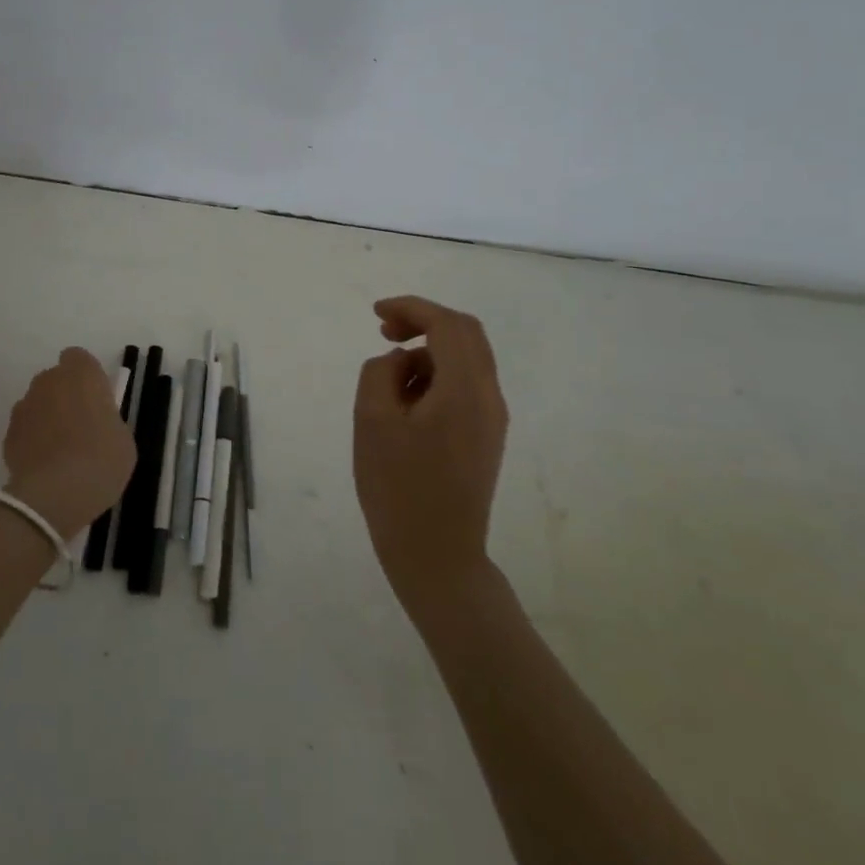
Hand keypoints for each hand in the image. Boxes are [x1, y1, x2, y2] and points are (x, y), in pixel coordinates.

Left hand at [3, 348, 135, 539]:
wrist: (56, 494)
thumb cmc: (102, 460)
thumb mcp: (123, 438)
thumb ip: (107, 419)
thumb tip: (98, 423)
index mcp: (82, 374)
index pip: (78, 358)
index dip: (86, 376)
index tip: (95, 399)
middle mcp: (49, 381)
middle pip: (55, 379)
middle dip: (64, 395)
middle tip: (80, 425)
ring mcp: (25, 406)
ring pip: (37, 403)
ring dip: (46, 416)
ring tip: (59, 449)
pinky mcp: (9, 433)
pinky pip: (25, 428)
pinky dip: (32, 439)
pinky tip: (44, 464)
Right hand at [353, 296, 509, 604]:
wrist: (437, 556)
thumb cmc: (398, 488)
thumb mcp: (372, 421)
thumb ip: (382, 372)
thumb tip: (402, 361)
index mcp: (465, 390)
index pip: (447, 324)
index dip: (411, 308)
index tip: (376, 314)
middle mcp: (489, 397)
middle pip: (466, 334)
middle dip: (424, 321)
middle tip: (384, 331)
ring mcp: (492, 419)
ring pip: (467, 359)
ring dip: (428, 351)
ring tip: (389, 378)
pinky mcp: (486, 437)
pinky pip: (465, 386)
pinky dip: (437, 375)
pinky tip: (406, 400)